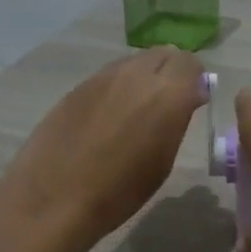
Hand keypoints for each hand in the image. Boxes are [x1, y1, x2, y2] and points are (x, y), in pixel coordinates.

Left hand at [0, 47, 206, 251]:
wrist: (55, 197)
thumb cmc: (120, 192)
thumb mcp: (162, 160)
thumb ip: (177, 120)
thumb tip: (188, 97)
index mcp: (167, 95)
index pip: (191, 64)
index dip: (195, 80)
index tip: (192, 101)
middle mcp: (137, 75)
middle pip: (164, 54)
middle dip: (172, 72)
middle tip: (168, 102)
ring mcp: (103, 77)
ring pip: (135, 62)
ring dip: (144, 77)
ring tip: (137, 110)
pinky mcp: (78, 86)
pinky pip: (109, 76)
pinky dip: (118, 87)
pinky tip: (108, 117)